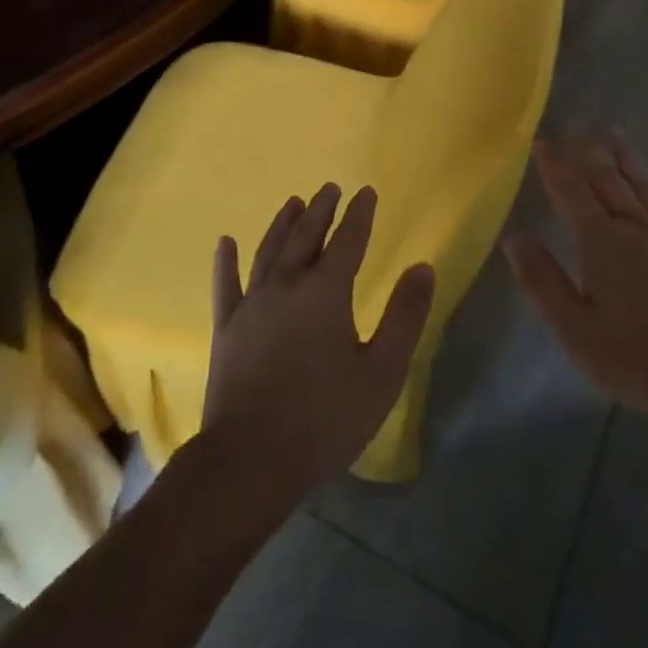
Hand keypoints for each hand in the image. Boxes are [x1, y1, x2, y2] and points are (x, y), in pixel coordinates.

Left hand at [203, 184, 434, 497]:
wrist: (251, 459)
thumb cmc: (325, 417)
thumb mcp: (382, 371)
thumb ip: (404, 316)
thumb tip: (423, 267)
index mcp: (327, 291)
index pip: (348, 240)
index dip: (360, 215)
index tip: (366, 192)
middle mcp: (287, 285)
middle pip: (306, 236)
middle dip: (321, 210)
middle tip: (330, 188)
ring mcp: (252, 304)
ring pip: (269, 251)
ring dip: (283, 224)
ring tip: (294, 202)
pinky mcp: (226, 328)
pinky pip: (225, 285)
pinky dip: (226, 262)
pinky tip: (225, 243)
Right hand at [505, 132, 647, 432]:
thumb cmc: (635, 358)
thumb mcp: (574, 329)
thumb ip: (542, 280)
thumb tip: (512, 236)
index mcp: (600, 242)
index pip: (570, 192)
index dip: (554, 164)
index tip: (541, 139)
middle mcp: (633, 227)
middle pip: (606, 180)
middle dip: (587, 151)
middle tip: (575, 124)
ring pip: (642, 185)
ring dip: (626, 156)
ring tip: (613, 130)